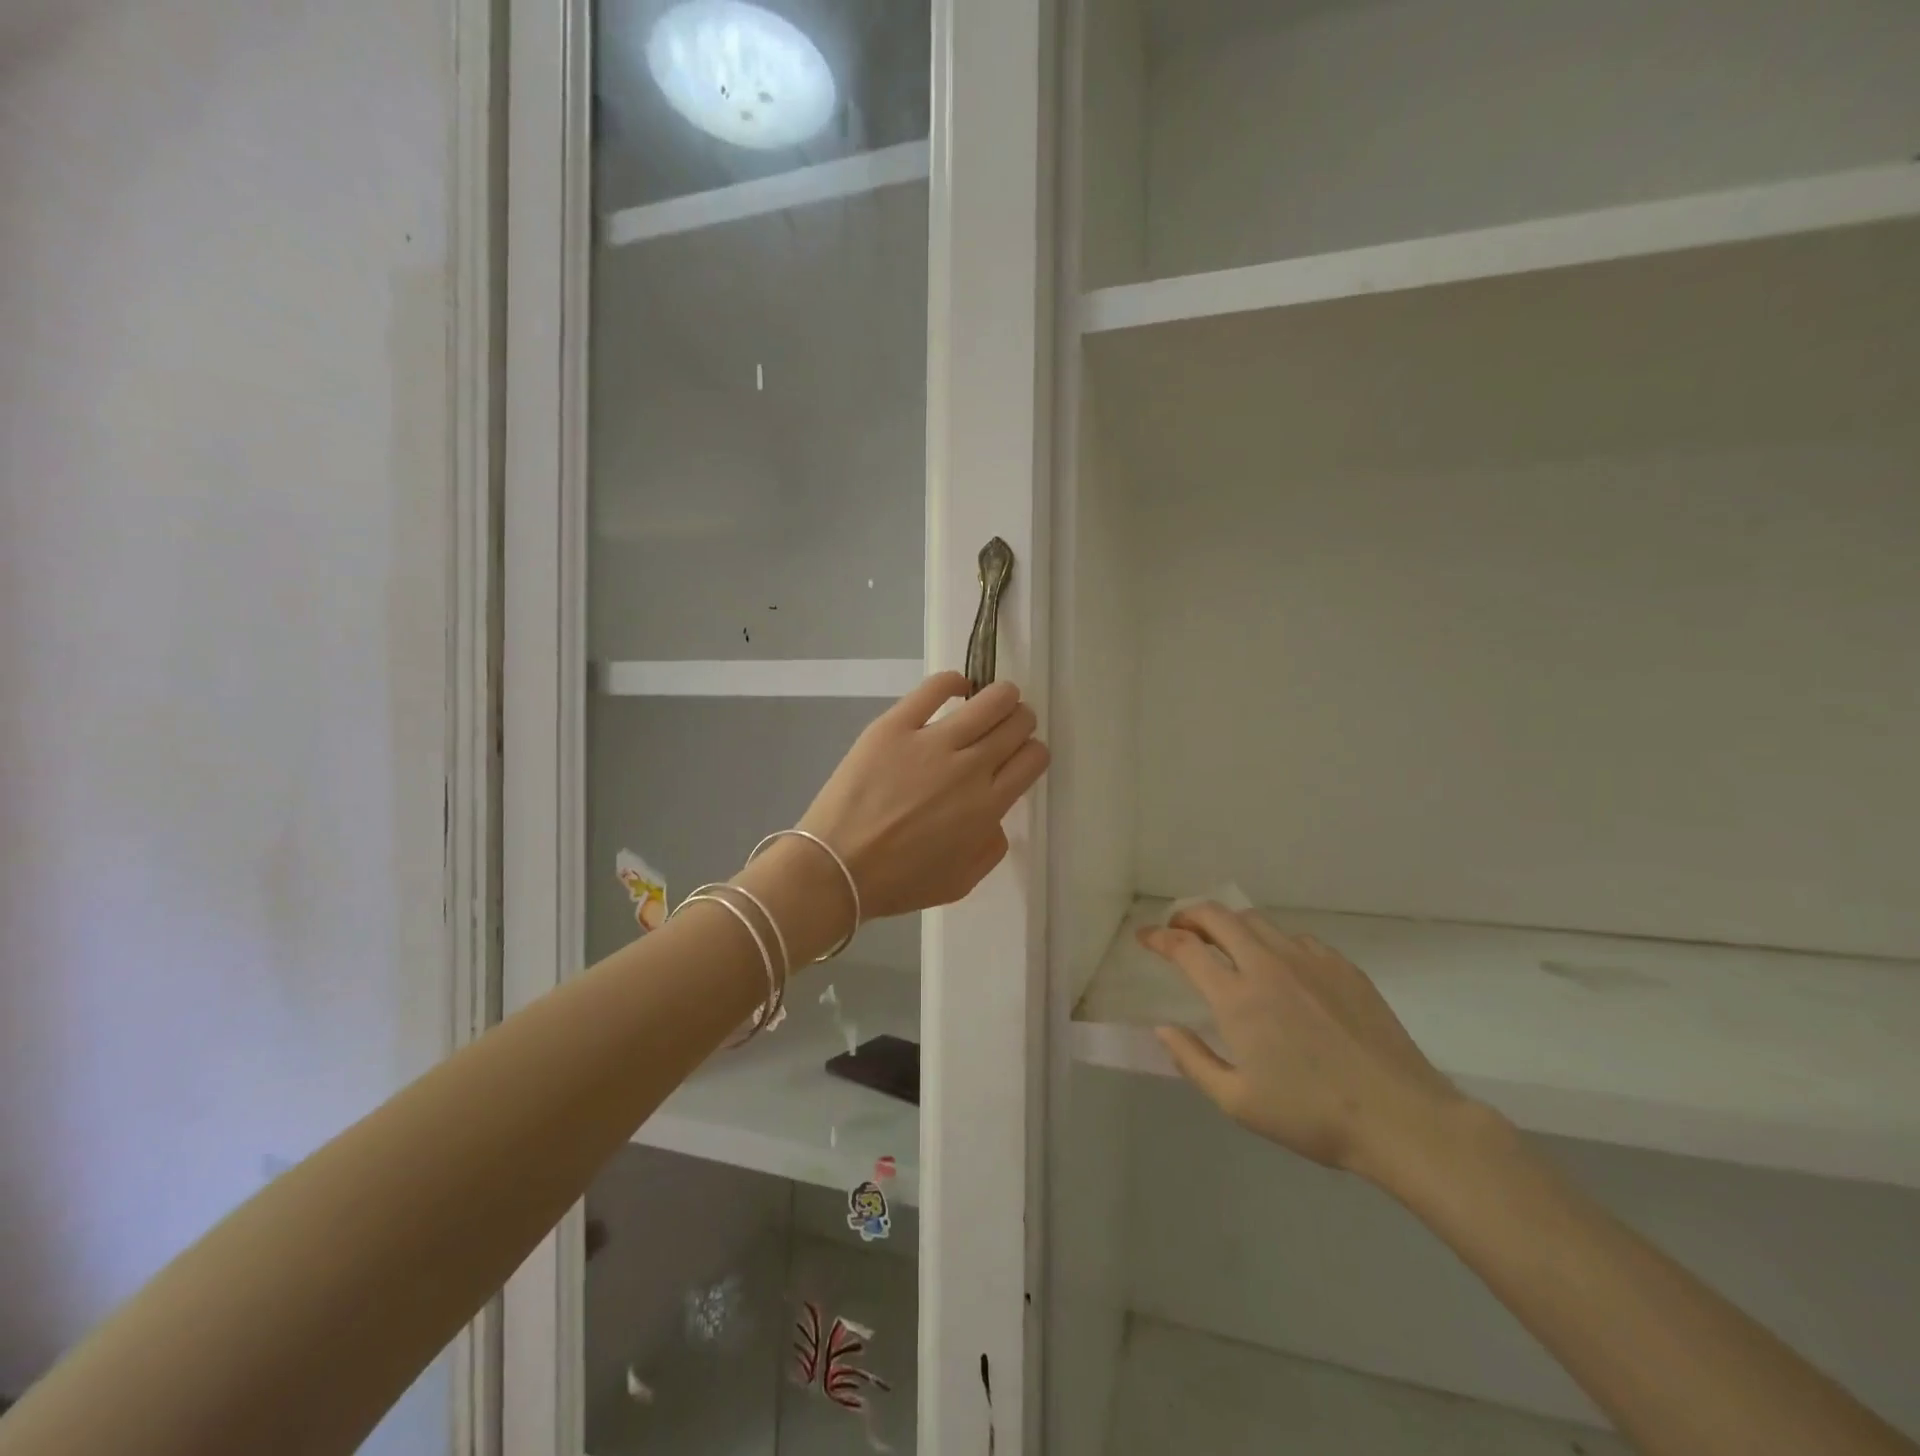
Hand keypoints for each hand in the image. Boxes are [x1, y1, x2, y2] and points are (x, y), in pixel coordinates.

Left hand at [799, 672, 1048, 920]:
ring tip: (992, 699)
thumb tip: (995, 816)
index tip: (1020, 755)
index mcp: (988, 807)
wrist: (836, 868)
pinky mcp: (895, 725)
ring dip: (1001, 696)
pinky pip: (935, 688)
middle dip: (1020, 721)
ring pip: (989, 700)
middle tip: (1007, 726)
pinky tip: (957, 687)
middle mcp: (970, 767)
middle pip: (1016, 725)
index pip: (1032, 759)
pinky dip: (954, 682)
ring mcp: (932, 742)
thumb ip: (991, 847)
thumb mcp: (961, 882)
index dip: (1033, 752)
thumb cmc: (898, 882)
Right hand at [1139, 904, 1465, 1178]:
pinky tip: (1279, 966)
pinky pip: (1296, 939)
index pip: (1185, 949)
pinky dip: (1272, 942)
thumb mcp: (1238, 1102)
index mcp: (1237, 997)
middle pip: (1218, 916)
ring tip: (1223, 943)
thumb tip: (1163, 1028)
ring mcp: (1309, 960)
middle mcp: (1268, 965)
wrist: (1402, 1117)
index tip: (1145, 937)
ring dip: (1230, 924)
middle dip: (1189, 915)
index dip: (1158, 938)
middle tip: (1178, 929)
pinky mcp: (1343, 966)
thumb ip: (1192, 1060)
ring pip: (1257, 921)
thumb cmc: (1312, 1116)